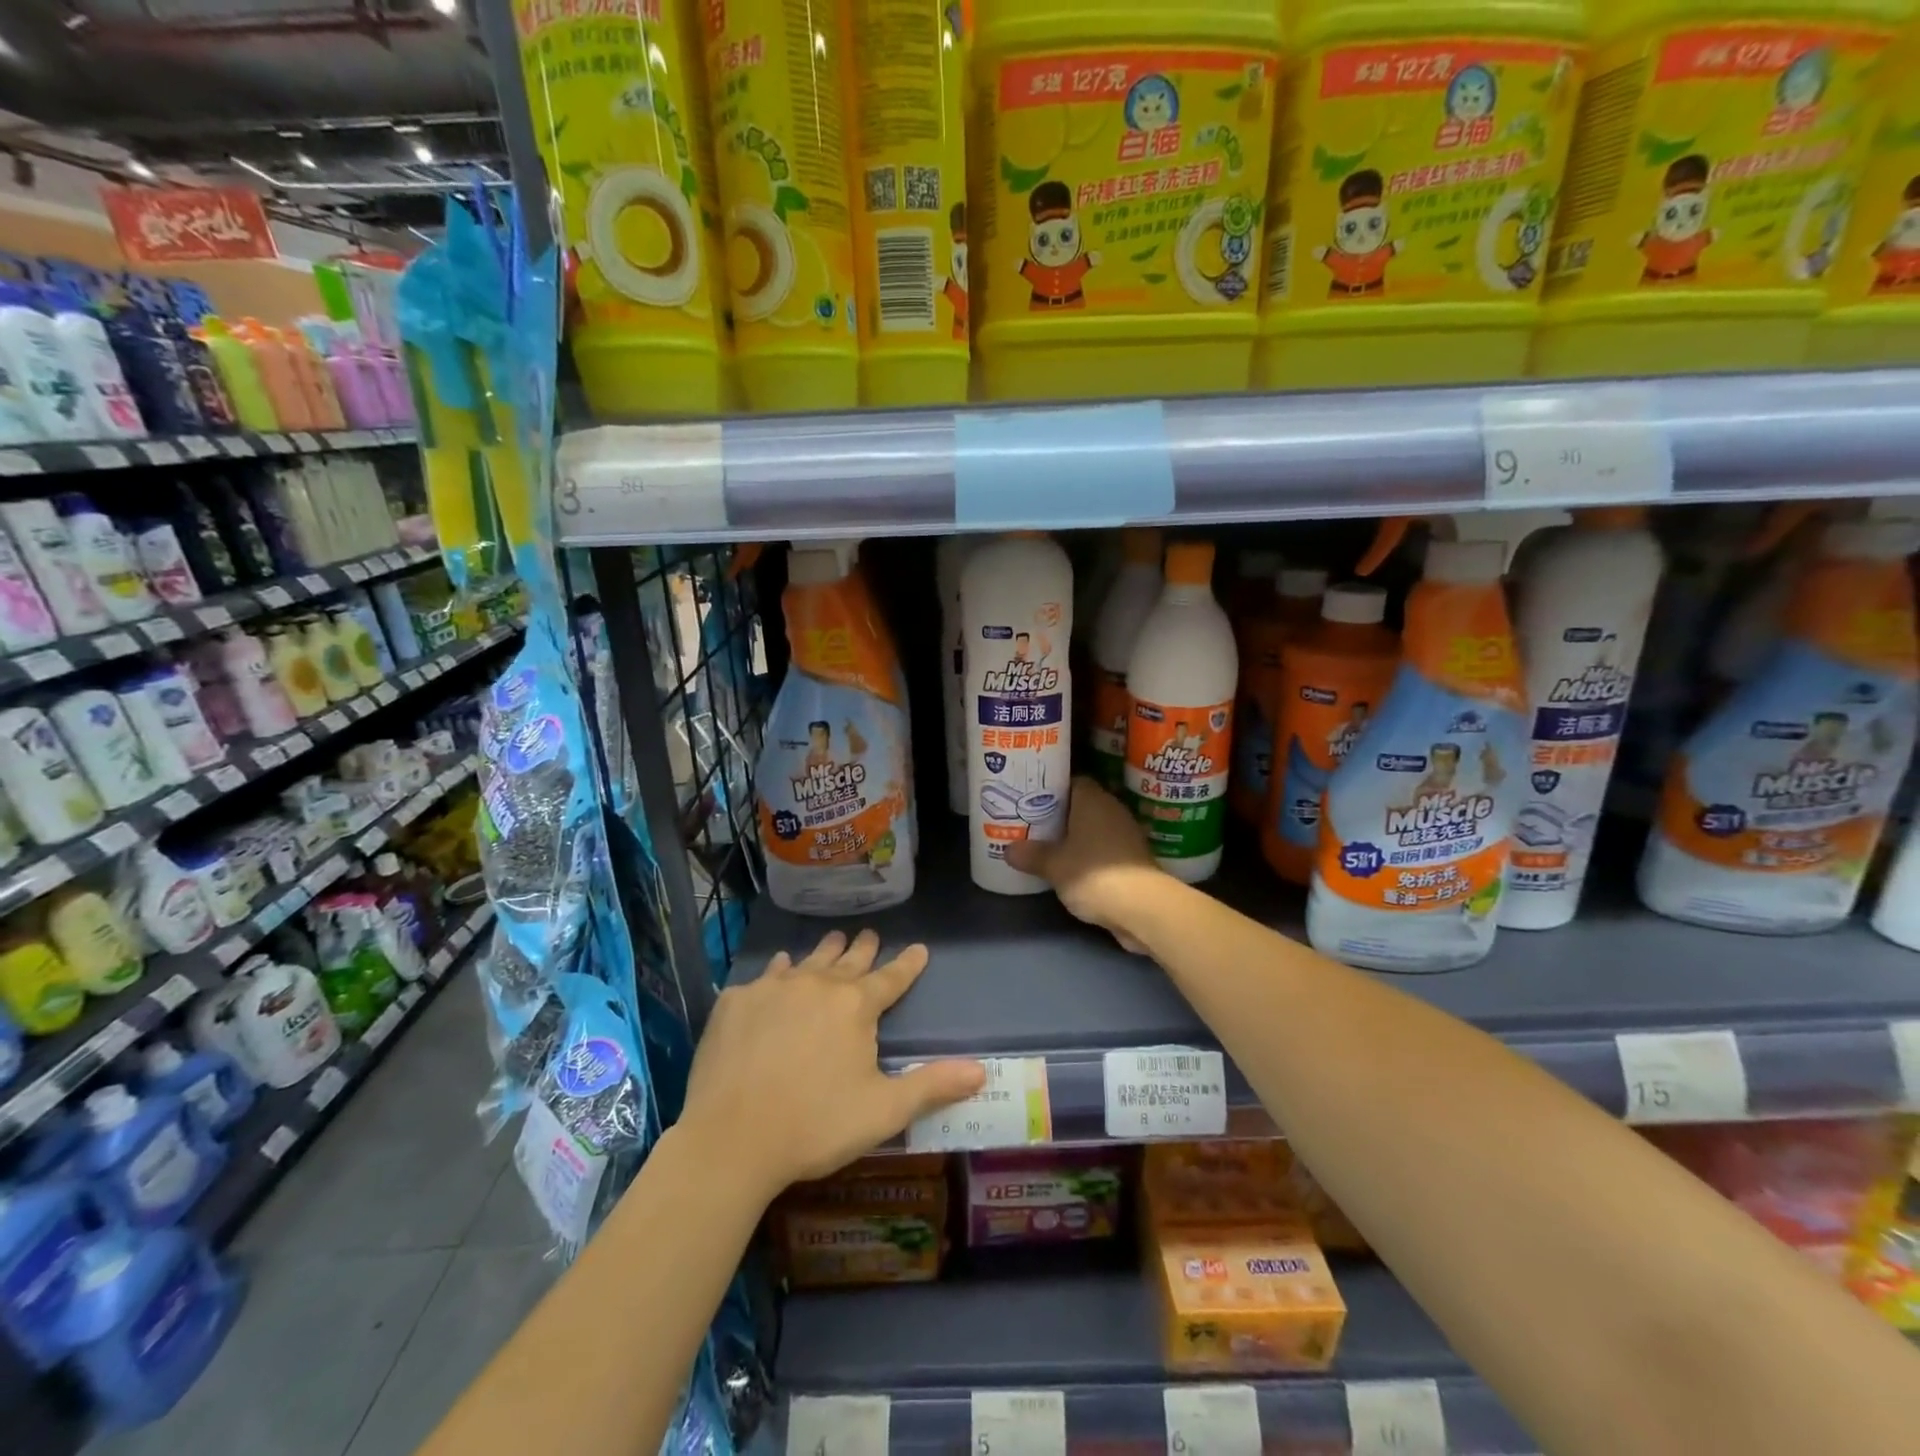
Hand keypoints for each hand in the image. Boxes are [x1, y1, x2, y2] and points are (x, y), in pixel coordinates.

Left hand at [678, 930, 984, 1201]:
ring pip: (806, 961)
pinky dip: (777, 972)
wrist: (730, 1139)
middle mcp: (817, 984)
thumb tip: (981, 1070)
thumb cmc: (815, 1125)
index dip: (908, 964)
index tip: (919, 948)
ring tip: (832, 941)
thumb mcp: (883, 1111)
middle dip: (863, 948)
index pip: (891, 977)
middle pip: (847, 960)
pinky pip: (763, 977)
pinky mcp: (735, 1002)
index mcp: (855, 1006)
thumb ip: (932, 1085)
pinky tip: (776, 971)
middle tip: (869, 935)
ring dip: (823, 953)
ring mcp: (772, 989)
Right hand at [1004, 776, 1166, 950]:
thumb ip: (1031, 855)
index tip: (1031, 799)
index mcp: (1093, 800)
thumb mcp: (1053, 865)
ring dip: (1074, 835)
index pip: (1071, 782)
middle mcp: (1112, 810)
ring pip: (1093, 827)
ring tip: (1047, 844)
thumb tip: (1009, 850)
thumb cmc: (1093, 874)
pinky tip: (1070, 865)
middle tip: (1033, 823)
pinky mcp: (1133, 857)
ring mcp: (1126, 834)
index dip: (1051, 789)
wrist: (1142, 908)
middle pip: (1081, 804)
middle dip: (1059, 814)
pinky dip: (1088, 853)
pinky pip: (1103, 846)